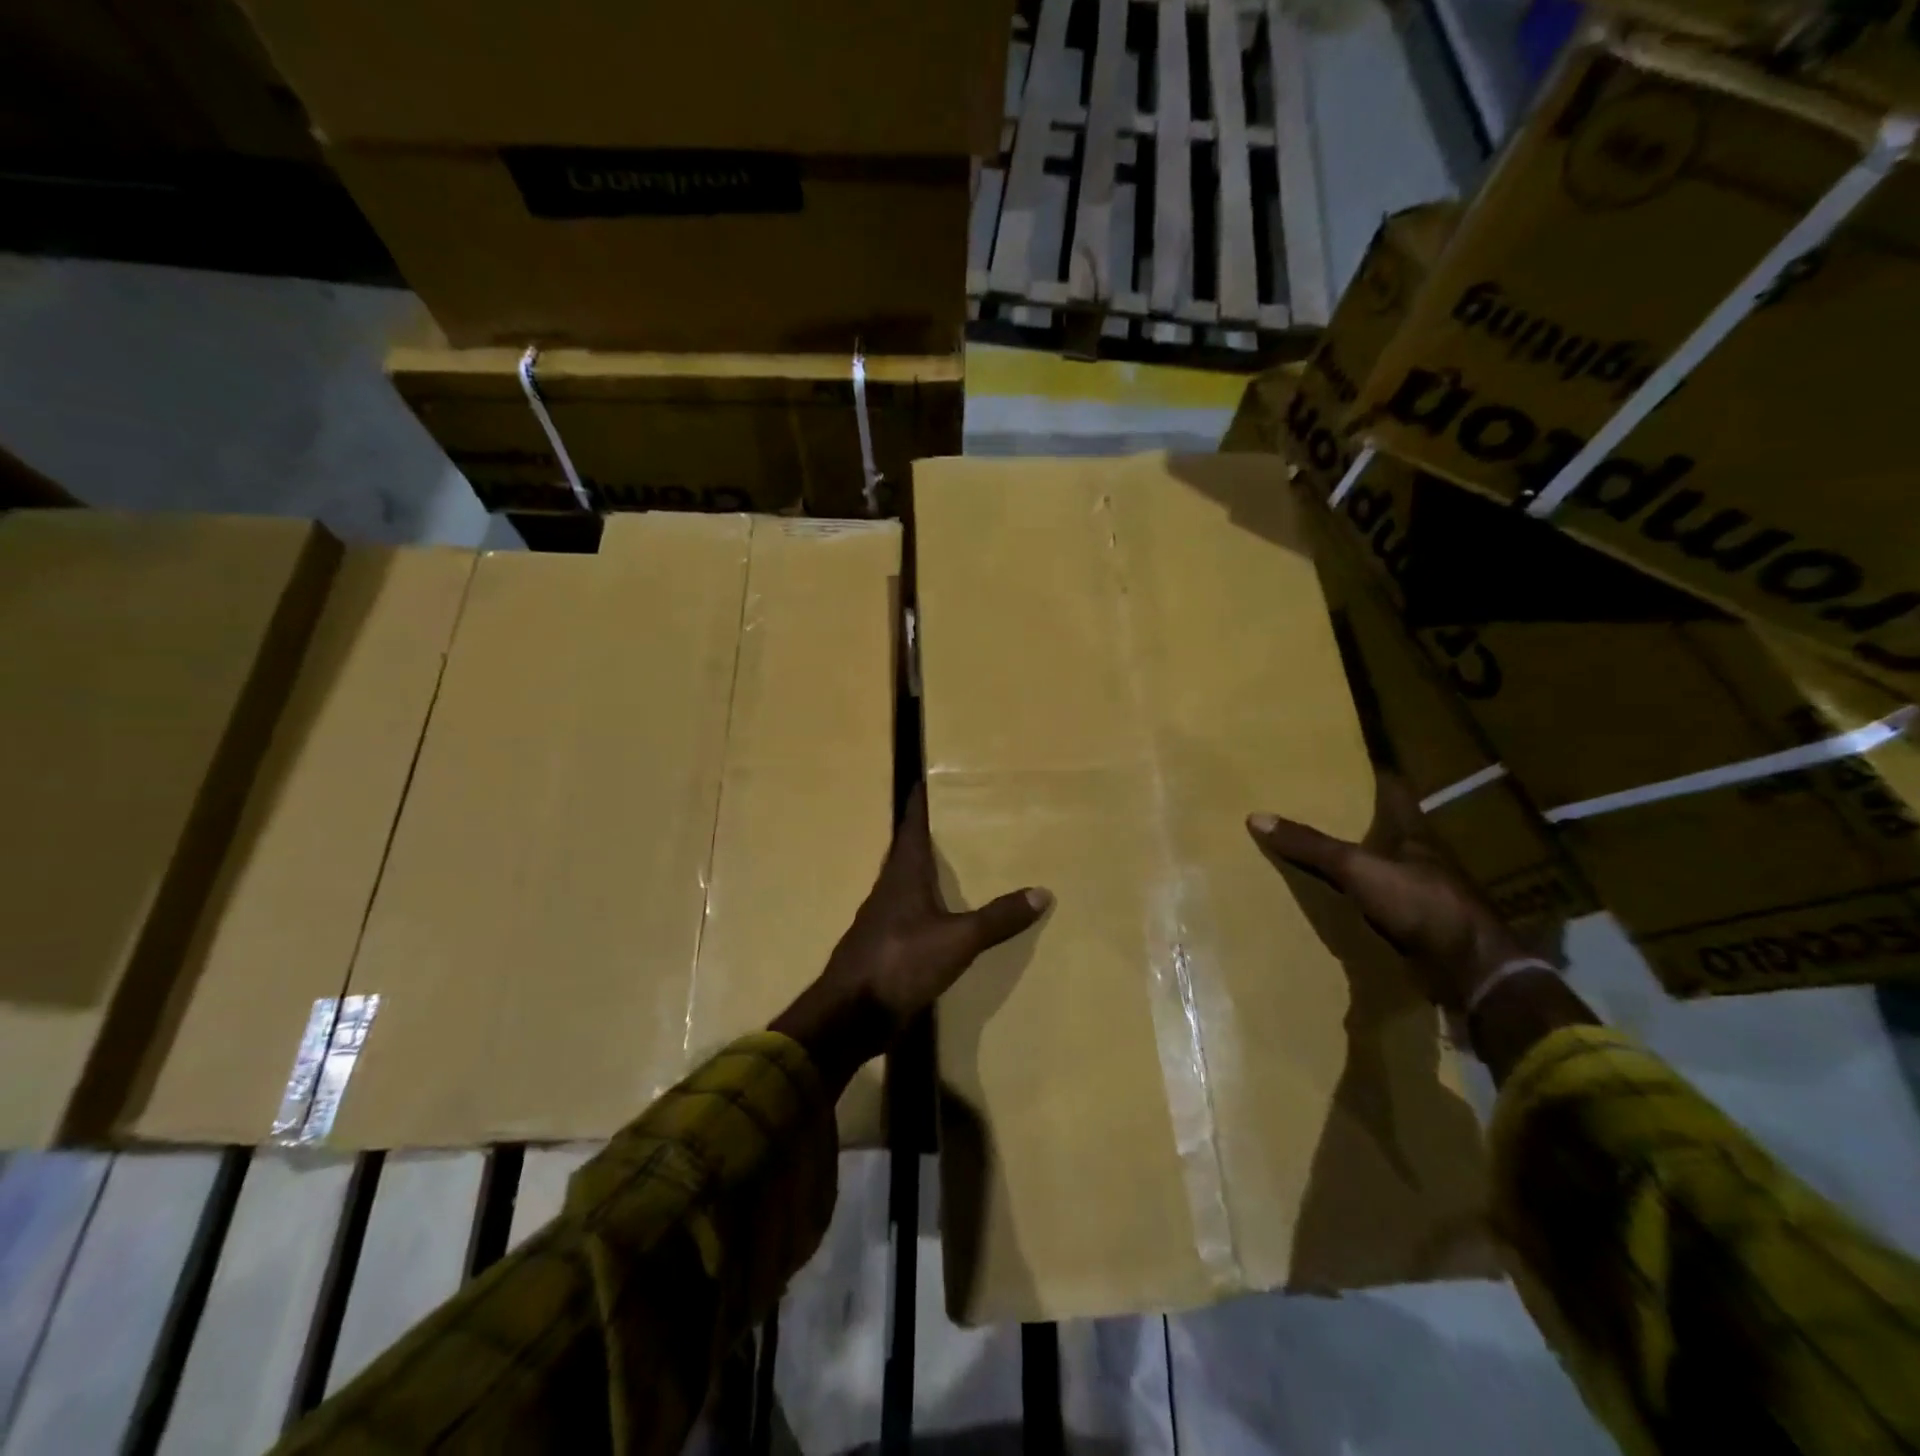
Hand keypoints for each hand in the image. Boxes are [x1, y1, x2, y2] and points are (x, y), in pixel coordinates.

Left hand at [772, 786, 1051, 1091]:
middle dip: (925, 834)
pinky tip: (940, 916)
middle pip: (905, 852)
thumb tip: (1043, 891)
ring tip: (952, 863)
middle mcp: (888, 890)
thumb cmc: (900, 962)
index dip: (918, 804)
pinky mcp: (882, 947)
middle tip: (952, 819)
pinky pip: (906, 914)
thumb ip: (998, 917)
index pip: (910, 827)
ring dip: (924, 870)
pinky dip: (924, 904)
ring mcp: (881, 920)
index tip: (924, 780)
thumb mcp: (959, 940)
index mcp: (903, 876)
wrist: (850, 1015)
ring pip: (904, 883)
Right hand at [1245, 774, 1528, 1012]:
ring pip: (1380, 864)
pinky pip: (1377, 900)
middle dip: (1353, 817)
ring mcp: (1421, 891)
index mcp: (1414, 833)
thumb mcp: (1357, 868)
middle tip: (1312, 804)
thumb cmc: (1420, 904)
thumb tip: (1256, 817)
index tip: (1343, 763)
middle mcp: (1420, 857)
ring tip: (1313, 848)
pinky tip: (1332, 897)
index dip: (1371, 774)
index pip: (1393, 791)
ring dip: (1354, 857)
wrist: (1470, 970)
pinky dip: (1356, 895)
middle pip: (1383, 827)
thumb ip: (1310, 845)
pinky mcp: (1416, 924)